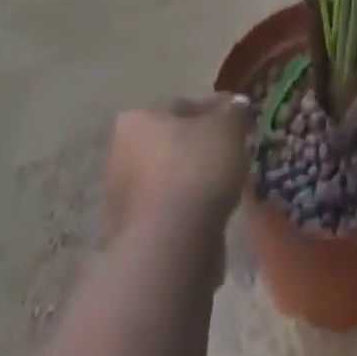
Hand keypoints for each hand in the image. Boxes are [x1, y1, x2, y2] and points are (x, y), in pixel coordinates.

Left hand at [104, 95, 252, 240]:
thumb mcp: (227, 127)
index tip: (236, 126)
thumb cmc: (195, 170)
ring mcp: (122, 201)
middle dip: (200, 150)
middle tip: (232, 157)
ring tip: (226, 192)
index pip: (182, 108)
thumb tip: (237, 105)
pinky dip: (188, 216)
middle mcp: (120, 156)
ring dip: (194, 184)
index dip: (213, 114)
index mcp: (136, 120)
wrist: (170, 250)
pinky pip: (168, 215)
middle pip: (172, 145)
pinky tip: (211, 222)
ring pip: (170, 182)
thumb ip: (234, 112)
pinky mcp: (132, 239)